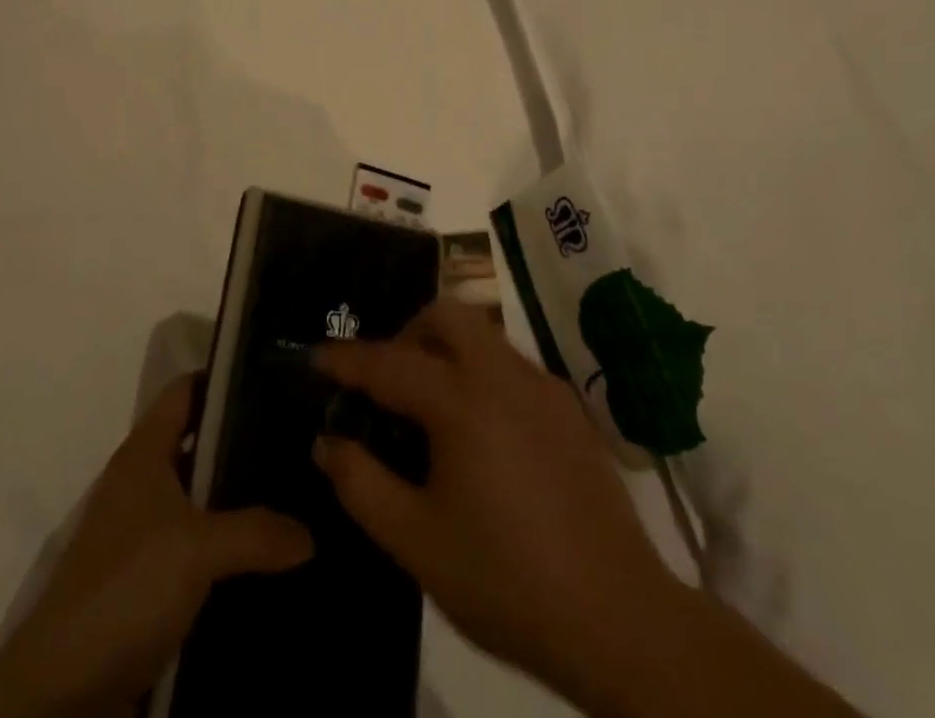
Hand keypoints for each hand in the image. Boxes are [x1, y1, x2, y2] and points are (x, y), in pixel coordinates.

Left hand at [0, 376, 312, 717]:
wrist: (63, 692)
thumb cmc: (126, 587)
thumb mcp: (197, 549)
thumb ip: (257, 532)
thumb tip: (310, 534)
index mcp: (144, 453)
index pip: (186, 390)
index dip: (224, 377)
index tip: (274, 376)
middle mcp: (144, 484)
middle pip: (200, 443)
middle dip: (246, 442)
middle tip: (301, 439)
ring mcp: (146, 535)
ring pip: (205, 500)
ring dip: (242, 503)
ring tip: (301, 494)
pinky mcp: (152, 583)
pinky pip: (202, 550)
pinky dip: (232, 551)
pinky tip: (274, 556)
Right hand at [312, 300, 669, 710]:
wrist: (618, 617)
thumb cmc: (505, 580)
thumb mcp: (417, 542)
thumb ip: (363, 484)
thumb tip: (328, 441)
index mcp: (460, 401)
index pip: (389, 362)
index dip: (347, 359)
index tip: (317, 357)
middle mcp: (502, 375)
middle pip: (446, 315)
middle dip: (407, 332)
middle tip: (388, 381)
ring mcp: (542, 386)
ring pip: (482, 334)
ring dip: (446, 349)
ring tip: (430, 408)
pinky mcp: (569, 408)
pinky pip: (511, 365)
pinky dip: (481, 373)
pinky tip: (482, 433)